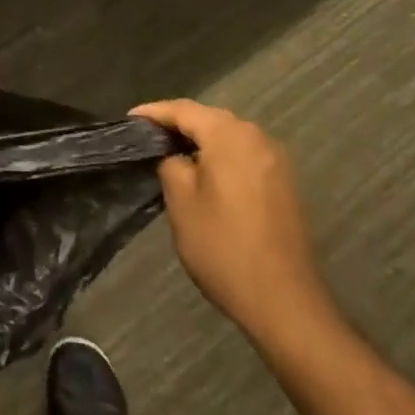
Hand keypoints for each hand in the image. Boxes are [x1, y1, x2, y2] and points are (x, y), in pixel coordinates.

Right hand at [131, 101, 338, 352]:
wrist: (285, 304)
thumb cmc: (224, 247)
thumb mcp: (181, 202)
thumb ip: (170, 163)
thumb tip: (172, 154)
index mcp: (229, 135)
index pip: (182, 110)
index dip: (153, 112)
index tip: (128, 120)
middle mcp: (256, 137)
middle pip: (208, 118)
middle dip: (177, 123)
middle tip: (147, 135)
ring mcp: (275, 160)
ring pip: (228, 135)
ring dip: (200, 139)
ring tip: (171, 151)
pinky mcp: (284, 184)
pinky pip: (243, 154)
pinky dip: (220, 155)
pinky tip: (204, 172)